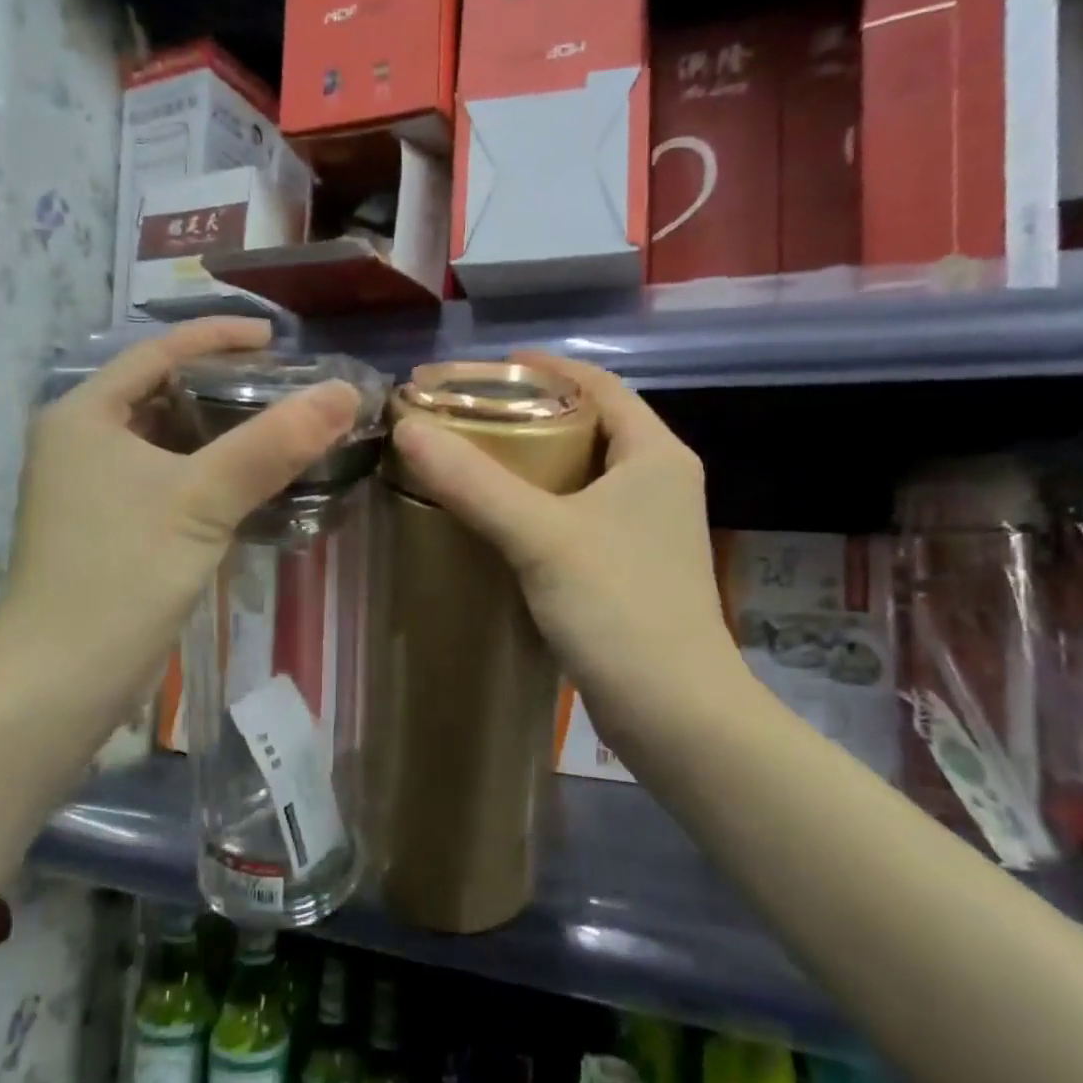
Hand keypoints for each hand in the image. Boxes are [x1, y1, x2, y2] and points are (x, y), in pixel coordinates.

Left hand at [0, 319, 358, 738]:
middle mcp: (83, 442)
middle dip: (227, 386)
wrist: (60, 683)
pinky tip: (254, 484)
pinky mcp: (112, 529)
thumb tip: (343, 394)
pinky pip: (171, 481)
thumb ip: (272, 445)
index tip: (278, 339)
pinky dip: (212, 475)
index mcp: (85, 415)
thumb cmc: (120, 575)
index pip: (158, 351)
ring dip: (224, 434)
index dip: (218, 336)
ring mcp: (94, 489)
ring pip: (171, 442)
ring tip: (284, 429)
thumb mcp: (201, 501)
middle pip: (165, 393)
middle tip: (290, 387)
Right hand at [390, 352, 746, 761]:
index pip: (602, 385)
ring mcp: (648, 530)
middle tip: (469, 417)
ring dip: (534, 465)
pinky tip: (498, 521)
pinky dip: (541, 509)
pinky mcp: (631, 571)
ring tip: (474, 461)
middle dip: (533, 415)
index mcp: (656, 455)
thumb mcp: (541, 536)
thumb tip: (407, 428)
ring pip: (583, 476)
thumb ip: (474, 482)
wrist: (675, 715)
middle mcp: (660, 483)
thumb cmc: (620, 609)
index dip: (547, 368)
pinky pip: (579, 519)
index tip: (488, 369)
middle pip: (591, 427)